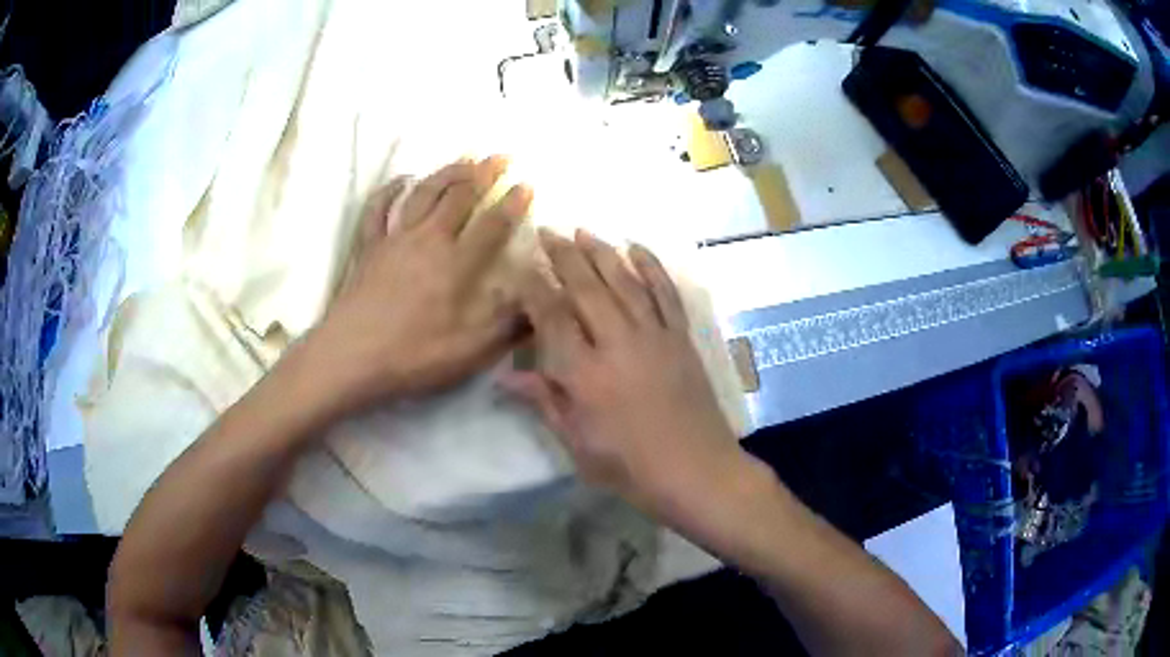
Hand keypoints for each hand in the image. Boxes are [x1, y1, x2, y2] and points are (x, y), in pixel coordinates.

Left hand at [307, 156, 532, 410]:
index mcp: (456, 265)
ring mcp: (394, 239)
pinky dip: (392, 189)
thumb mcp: (469, 351)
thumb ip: (507, 324)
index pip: (492, 225)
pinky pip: (379, 207)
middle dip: (484, 173)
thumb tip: (539, 300)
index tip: (527, 185)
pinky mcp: (368, 246)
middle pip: (459, 197)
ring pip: (424, 193)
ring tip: (465, 157)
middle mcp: (428, 240)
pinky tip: (403, 180)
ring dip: (447, 172)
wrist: (350, 357)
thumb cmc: (411, 355)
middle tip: (501, 157)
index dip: (512, 204)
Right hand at [507, 229, 744, 519]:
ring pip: (625, 282)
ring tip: (583, 231)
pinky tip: (638, 248)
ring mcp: (655, 336)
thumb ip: (544, 401)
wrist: (698, 471)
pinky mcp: (681, 338)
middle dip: (564, 256)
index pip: (552, 318)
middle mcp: (618, 344)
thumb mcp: (577, 443)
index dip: (534, 288)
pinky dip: (652, 267)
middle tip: (547, 231)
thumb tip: (503, 375)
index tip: (521, 266)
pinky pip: (665, 293)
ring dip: (602, 253)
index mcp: (585, 374)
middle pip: (587, 288)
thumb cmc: (630, 467)